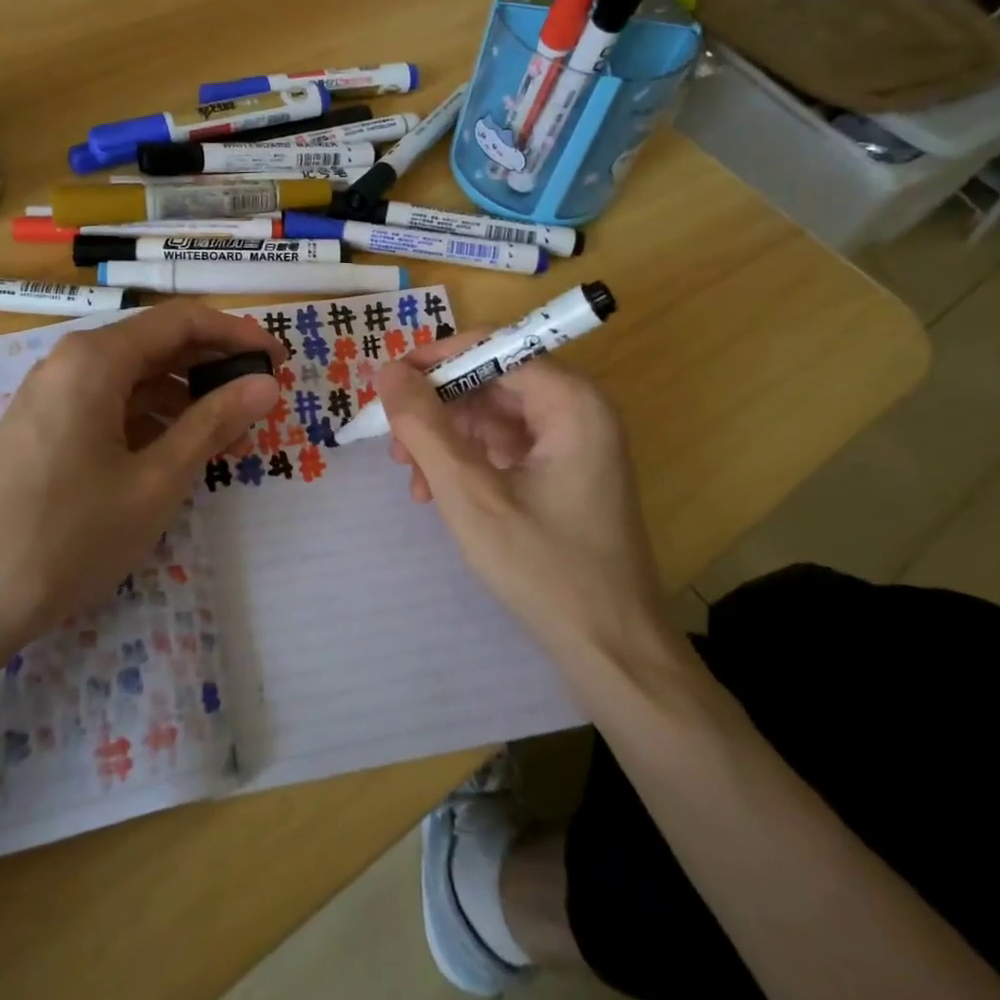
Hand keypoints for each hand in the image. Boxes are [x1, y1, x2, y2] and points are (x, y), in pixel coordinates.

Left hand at [0, 303, 280, 661]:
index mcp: (97, 359)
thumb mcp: (156, 480)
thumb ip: (213, 423)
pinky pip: (108, 403)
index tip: (279, 361)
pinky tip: (172, 450)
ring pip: (132, 376)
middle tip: (260, 395)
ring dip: (183, 393)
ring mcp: (50, 396)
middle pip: (155, 343)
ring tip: (225, 429)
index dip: (237, 335)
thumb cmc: (69, 534)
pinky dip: (149, 416)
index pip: (182, 321)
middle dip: (212, 363)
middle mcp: (70, 362)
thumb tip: (266, 384)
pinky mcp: (41, 428)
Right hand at [375, 340, 675, 677]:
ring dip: (446, 441)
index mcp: (572, 402)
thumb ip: (424, 426)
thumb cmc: (543, 568)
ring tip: (412, 482)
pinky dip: (468, 463)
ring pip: (492, 417)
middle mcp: (578, 410)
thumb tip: (388, 371)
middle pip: (491, 382)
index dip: (436, 360)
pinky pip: (505, 447)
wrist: (611, 650)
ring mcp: (574, 442)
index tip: (388, 383)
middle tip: (394, 446)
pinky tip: (437, 494)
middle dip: (437, 411)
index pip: (494, 348)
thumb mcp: (469, 493)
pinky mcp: (564, 472)